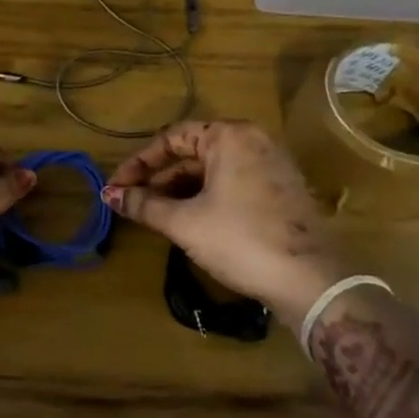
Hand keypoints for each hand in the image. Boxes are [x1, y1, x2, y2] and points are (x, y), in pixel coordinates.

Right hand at [103, 120, 341, 325]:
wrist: (310, 281)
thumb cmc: (241, 240)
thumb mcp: (185, 223)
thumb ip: (143, 205)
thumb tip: (108, 196)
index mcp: (229, 136)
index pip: (170, 138)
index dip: (138, 163)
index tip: (116, 187)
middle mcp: (252, 141)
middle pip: (191, 152)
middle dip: (158, 178)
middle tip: (130, 203)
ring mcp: (269, 164)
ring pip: (211, 170)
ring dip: (179, 190)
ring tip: (152, 215)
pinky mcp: (279, 189)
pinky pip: (230, 183)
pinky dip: (204, 197)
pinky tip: (186, 220)